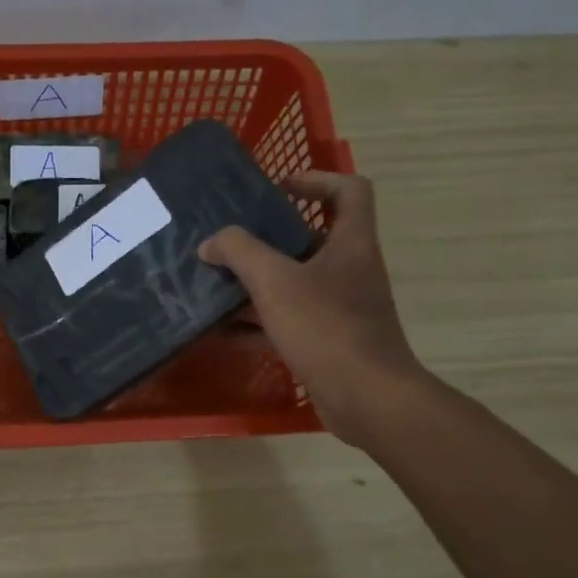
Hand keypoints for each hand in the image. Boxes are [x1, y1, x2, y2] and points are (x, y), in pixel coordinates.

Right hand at [200, 171, 422, 446]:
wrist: (366, 398)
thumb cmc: (325, 327)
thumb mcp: (274, 281)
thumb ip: (239, 252)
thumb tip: (211, 242)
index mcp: (351, 243)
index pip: (350, 190)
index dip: (316, 179)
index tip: (277, 190)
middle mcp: (351, 269)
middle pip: (314, 237)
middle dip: (270, 237)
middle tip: (232, 240)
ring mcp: (342, 307)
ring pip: (297, 281)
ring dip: (259, 281)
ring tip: (217, 283)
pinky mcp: (329, 340)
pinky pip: (290, 319)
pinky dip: (260, 321)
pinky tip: (224, 331)